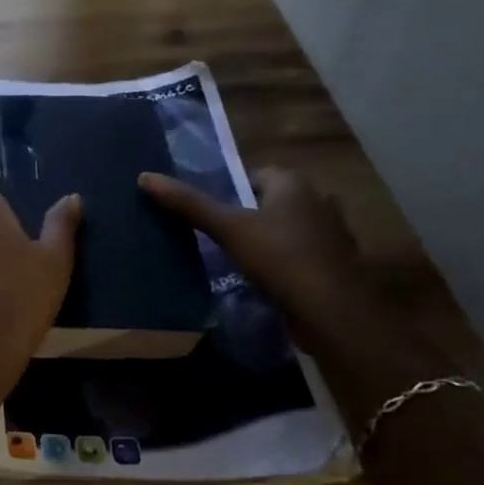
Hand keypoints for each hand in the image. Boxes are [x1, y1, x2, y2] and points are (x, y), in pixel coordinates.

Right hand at [140, 166, 367, 350]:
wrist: (332, 310)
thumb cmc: (278, 258)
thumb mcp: (226, 228)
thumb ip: (188, 203)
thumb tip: (145, 177)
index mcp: (294, 183)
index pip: (255, 174)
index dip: (231, 189)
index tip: (211, 211)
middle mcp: (319, 200)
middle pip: (273, 200)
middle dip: (251, 213)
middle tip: (221, 233)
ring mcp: (333, 233)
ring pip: (290, 227)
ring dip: (271, 238)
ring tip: (241, 257)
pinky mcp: (338, 264)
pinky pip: (304, 253)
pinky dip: (287, 260)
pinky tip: (268, 277)